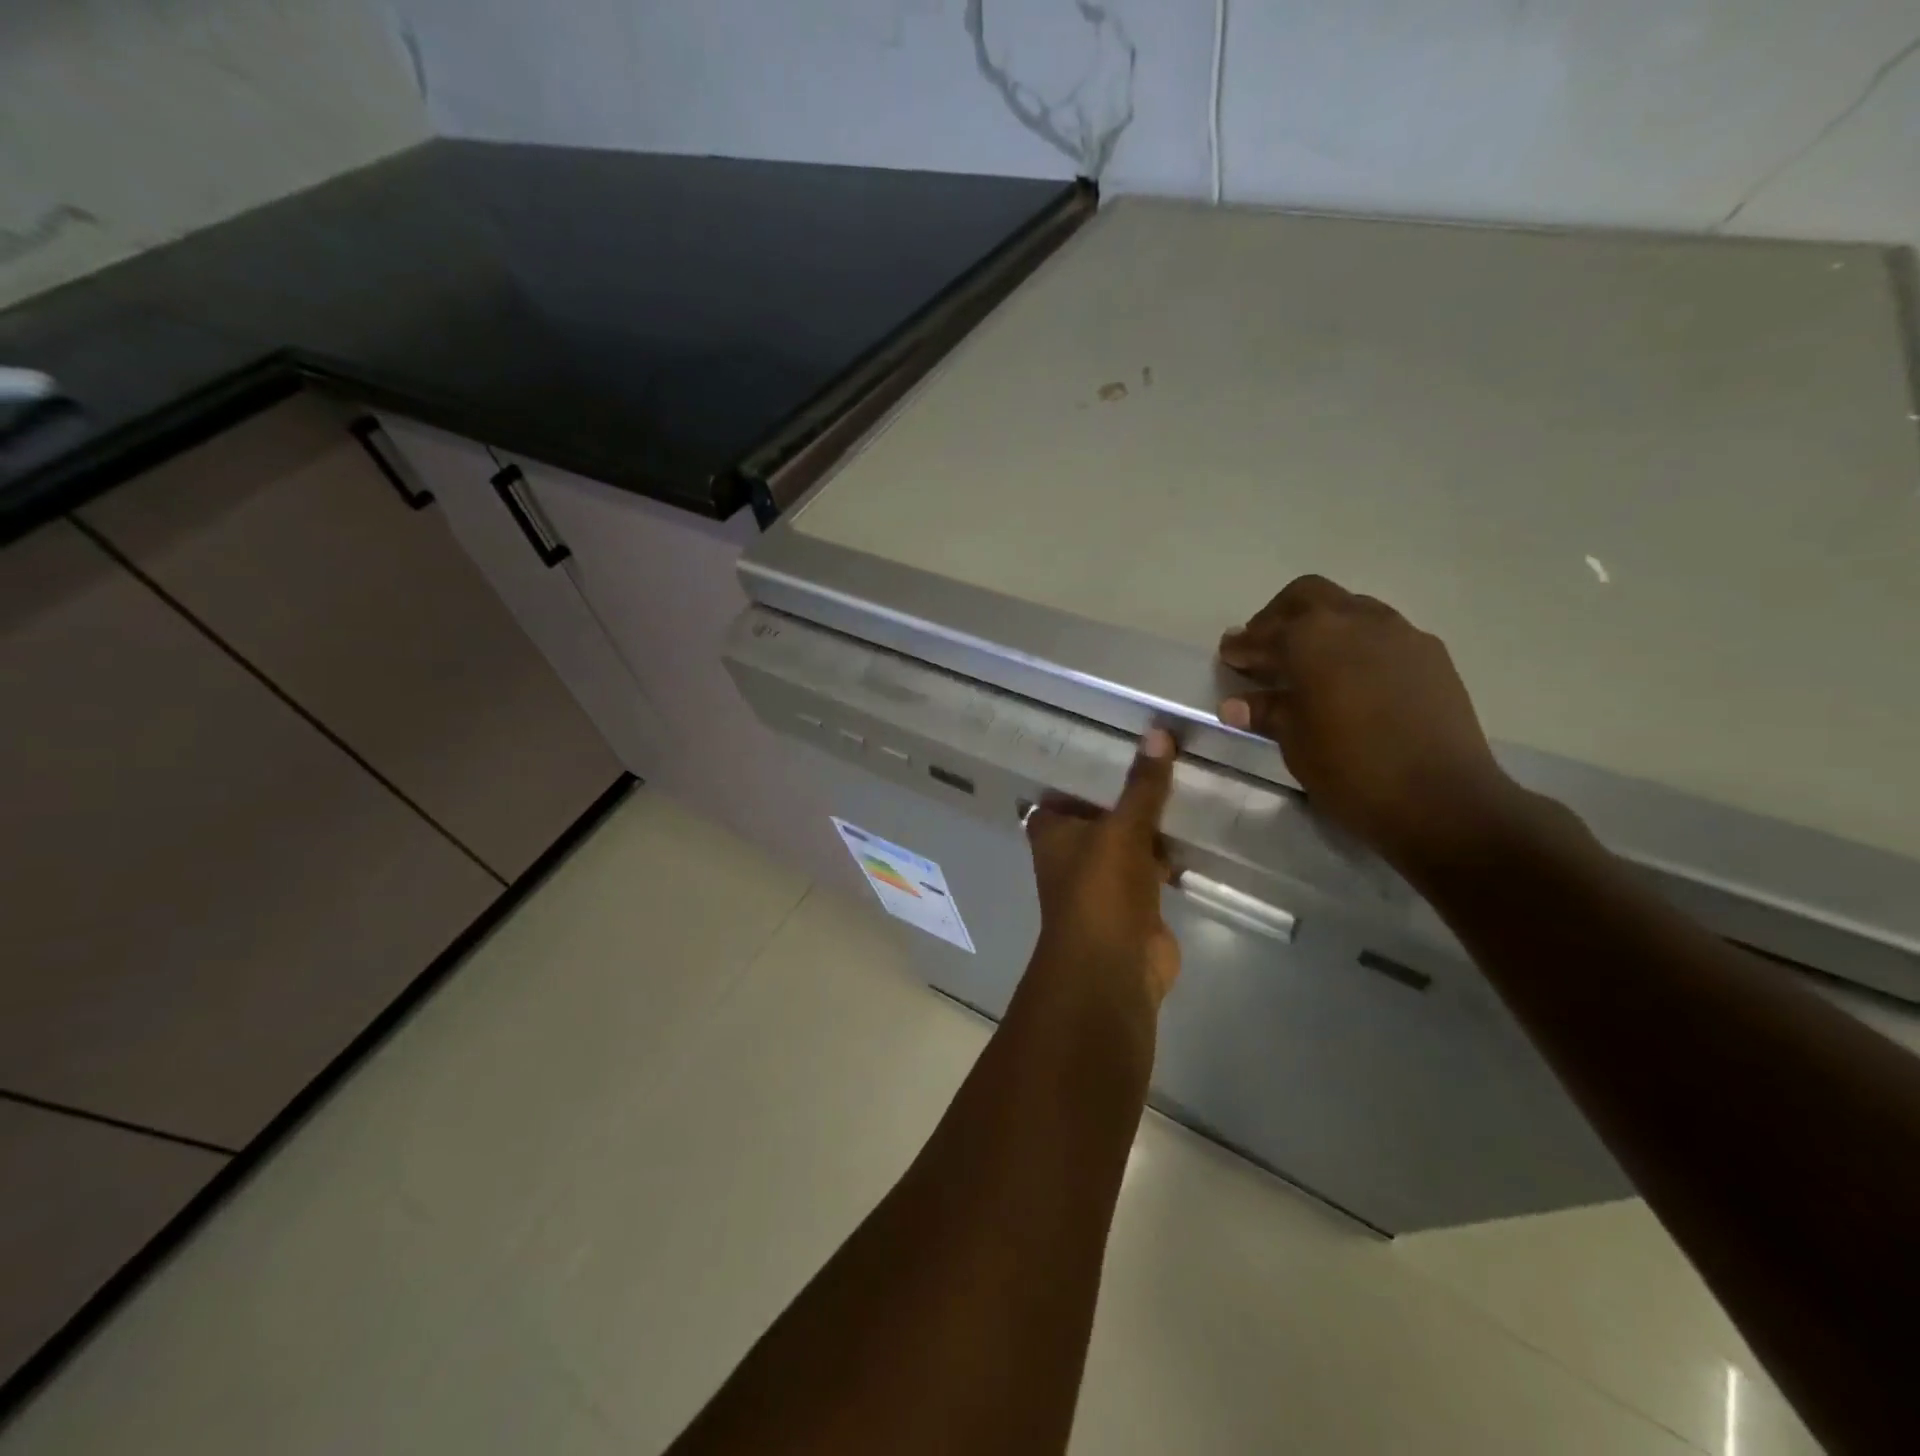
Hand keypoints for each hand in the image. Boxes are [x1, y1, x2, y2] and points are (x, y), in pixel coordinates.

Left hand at [1025, 730, 1180, 1010]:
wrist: (1115, 966)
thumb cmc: (1101, 889)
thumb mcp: (1122, 828)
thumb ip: (1142, 785)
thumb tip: (1158, 732)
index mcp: (1052, 831)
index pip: (1062, 791)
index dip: (1083, 769)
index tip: (1114, 740)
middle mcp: (1072, 852)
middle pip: (1099, 813)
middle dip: (1125, 792)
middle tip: (1162, 753)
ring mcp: (1104, 879)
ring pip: (1128, 839)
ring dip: (1149, 822)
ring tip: (1184, 780)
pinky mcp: (1135, 901)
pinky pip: (1152, 866)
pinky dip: (1167, 852)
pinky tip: (1194, 829)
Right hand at [1216, 575, 1525, 872]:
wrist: (1442, 800)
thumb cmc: (1351, 771)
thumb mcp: (1296, 743)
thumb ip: (1268, 712)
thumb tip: (1237, 704)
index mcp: (1313, 639)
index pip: (1265, 632)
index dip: (1242, 645)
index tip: (1228, 655)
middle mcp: (1356, 621)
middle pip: (1308, 596)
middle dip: (1280, 616)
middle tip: (1265, 647)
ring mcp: (1400, 634)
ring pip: (1350, 608)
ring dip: (1322, 625)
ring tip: (1308, 662)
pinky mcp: (1431, 655)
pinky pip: (1383, 633)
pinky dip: (1357, 644)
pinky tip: (1352, 678)